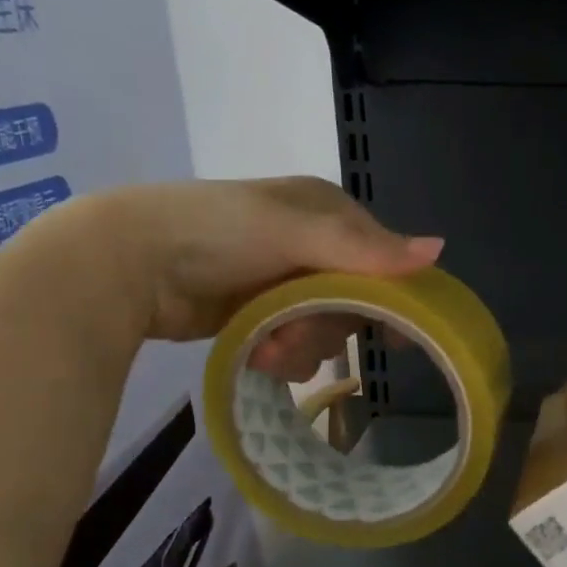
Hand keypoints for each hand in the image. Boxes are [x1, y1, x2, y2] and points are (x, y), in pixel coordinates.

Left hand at [76, 177, 440, 376]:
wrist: (125, 262)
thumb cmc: (215, 231)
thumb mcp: (293, 233)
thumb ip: (365, 248)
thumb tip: (440, 249)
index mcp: (327, 212)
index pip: (383, 259)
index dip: (391, 296)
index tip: (395, 335)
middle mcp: (312, 244)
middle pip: (355, 301)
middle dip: (328, 324)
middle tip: (295, 331)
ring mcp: (283, 281)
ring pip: (325, 328)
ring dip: (301, 346)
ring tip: (266, 347)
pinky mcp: (258, 313)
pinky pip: (294, 344)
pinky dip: (280, 354)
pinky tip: (256, 353)